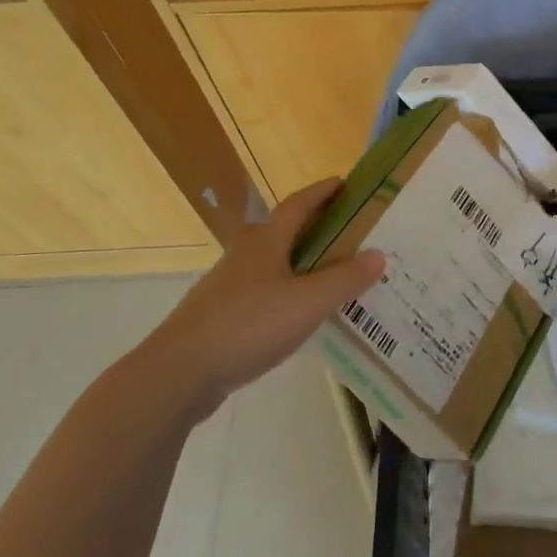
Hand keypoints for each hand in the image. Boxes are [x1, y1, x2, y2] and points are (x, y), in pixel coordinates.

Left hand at [139, 179, 384, 402]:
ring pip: (272, 262)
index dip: (322, 191)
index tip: (345, 183)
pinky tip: (298, 312)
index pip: (298, 204)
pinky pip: (263, 290)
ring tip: (330, 274)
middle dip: (314, 226)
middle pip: (283, 230)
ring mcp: (228, 285)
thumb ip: (345, 279)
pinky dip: (286, 290)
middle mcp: (245, 255)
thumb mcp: (307, 303)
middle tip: (348, 233)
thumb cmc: (247, 325)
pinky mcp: (220, 314)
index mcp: (265, 242)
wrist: (178, 372)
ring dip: (300, 260)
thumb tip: (378, 254)